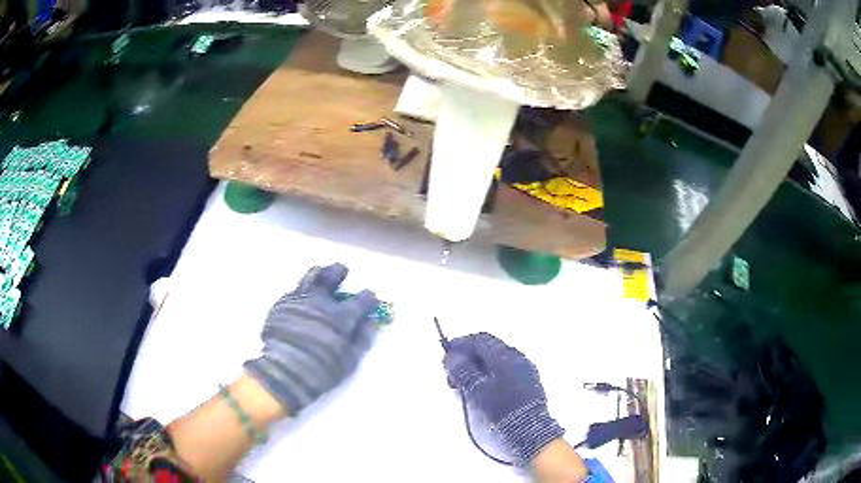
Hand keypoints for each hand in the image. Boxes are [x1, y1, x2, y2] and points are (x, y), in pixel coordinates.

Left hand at [245, 264, 378, 414]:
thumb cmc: (322, 369)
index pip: (361, 300)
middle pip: (332, 275)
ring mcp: (299, 300)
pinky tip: (301, 298)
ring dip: (319, 274)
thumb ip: (363, 338)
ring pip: (311, 276)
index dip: (368, 298)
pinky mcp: (281, 304)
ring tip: (321, 276)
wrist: (284, 371)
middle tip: (342, 272)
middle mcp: (321, 301)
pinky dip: (301, 291)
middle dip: (339, 272)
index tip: (370, 298)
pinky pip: (294, 290)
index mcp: (341, 316)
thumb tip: (371, 320)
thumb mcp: (350, 360)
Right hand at [443, 333, 564, 465]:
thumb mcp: (476, 389)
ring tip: (465, 384)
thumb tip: (451, 356)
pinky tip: (482, 389)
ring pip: (497, 361)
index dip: (460, 344)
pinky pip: (505, 371)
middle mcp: (517, 357)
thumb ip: (462, 370)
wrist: (529, 429)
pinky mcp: (528, 383)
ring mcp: (525, 370)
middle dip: (469, 357)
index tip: (446, 355)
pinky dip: (490, 375)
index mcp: (505, 355)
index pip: (479, 340)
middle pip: (489, 349)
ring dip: (479, 367)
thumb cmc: (500, 407)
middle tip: (453, 372)